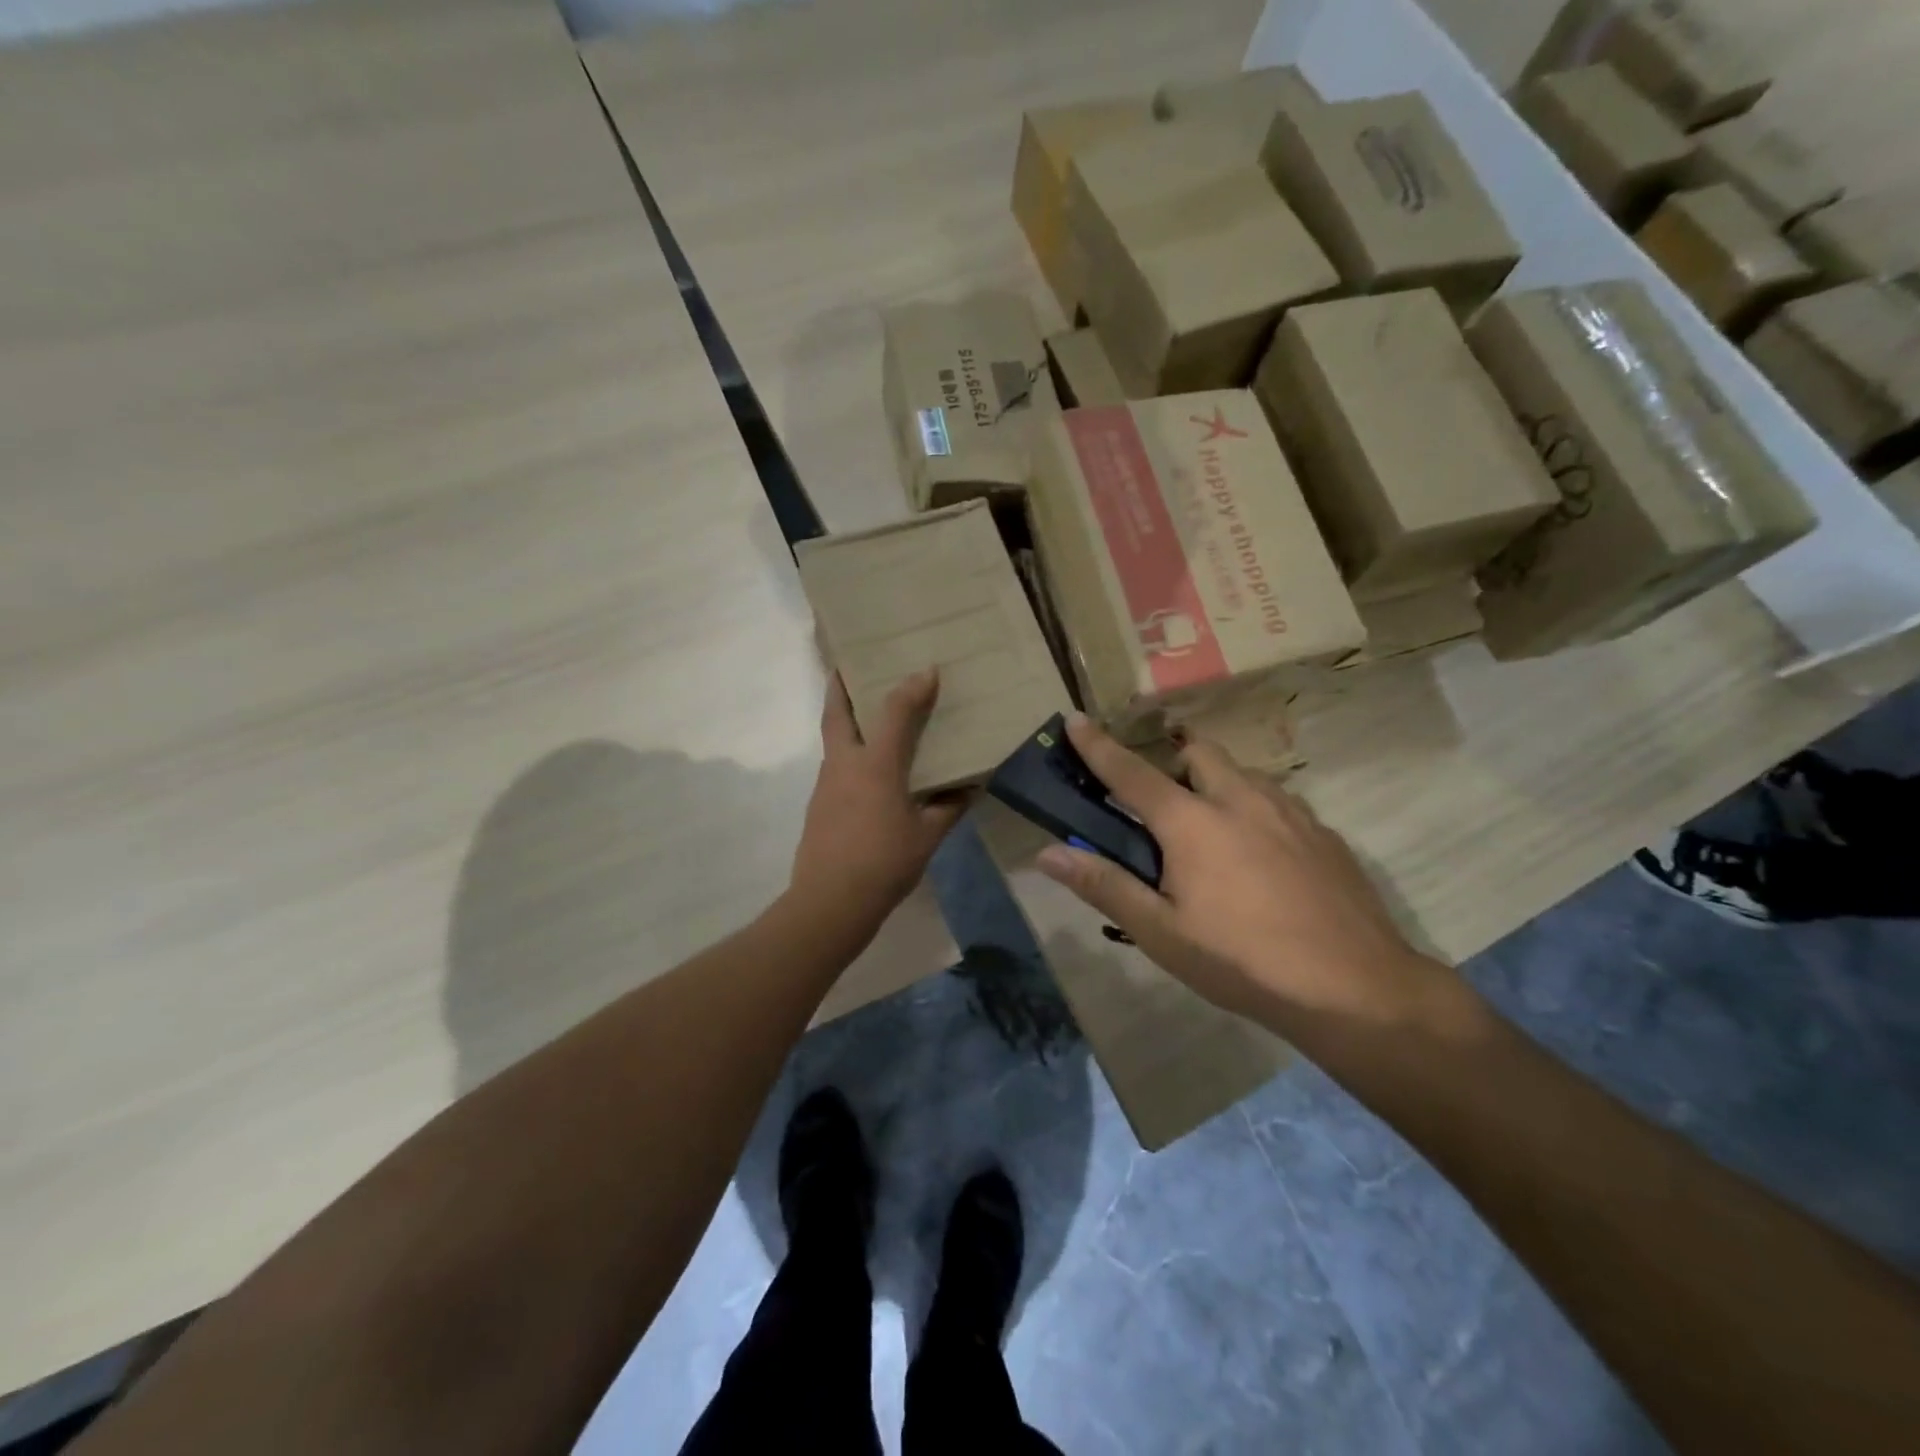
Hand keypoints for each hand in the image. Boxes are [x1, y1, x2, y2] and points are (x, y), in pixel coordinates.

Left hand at [790, 670, 966, 928]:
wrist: (830, 902)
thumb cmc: (884, 863)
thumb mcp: (928, 836)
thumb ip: (949, 807)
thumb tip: (970, 789)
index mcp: (876, 766)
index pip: (895, 713)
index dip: (912, 688)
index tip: (927, 670)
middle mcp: (845, 764)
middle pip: (837, 713)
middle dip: (841, 684)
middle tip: (849, 664)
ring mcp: (827, 783)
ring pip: (833, 738)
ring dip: (846, 718)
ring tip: (869, 713)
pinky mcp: (819, 804)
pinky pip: (836, 764)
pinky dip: (849, 752)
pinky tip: (867, 768)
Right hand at [1036, 713, 1448, 1032]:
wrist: (1355, 989)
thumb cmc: (1242, 961)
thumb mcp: (1161, 933)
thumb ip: (1104, 885)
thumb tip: (1046, 854)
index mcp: (1191, 821)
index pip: (1130, 771)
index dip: (1097, 745)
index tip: (1074, 718)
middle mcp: (1240, 799)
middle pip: (1198, 753)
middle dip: (1173, 763)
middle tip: (1164, 811)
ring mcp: (1290, 812)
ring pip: (1243, 774)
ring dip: (1217, 787)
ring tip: (1214, 840)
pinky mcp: (1325, 833)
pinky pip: (1279, 802)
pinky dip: (1256, 813)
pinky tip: (1264, 863)